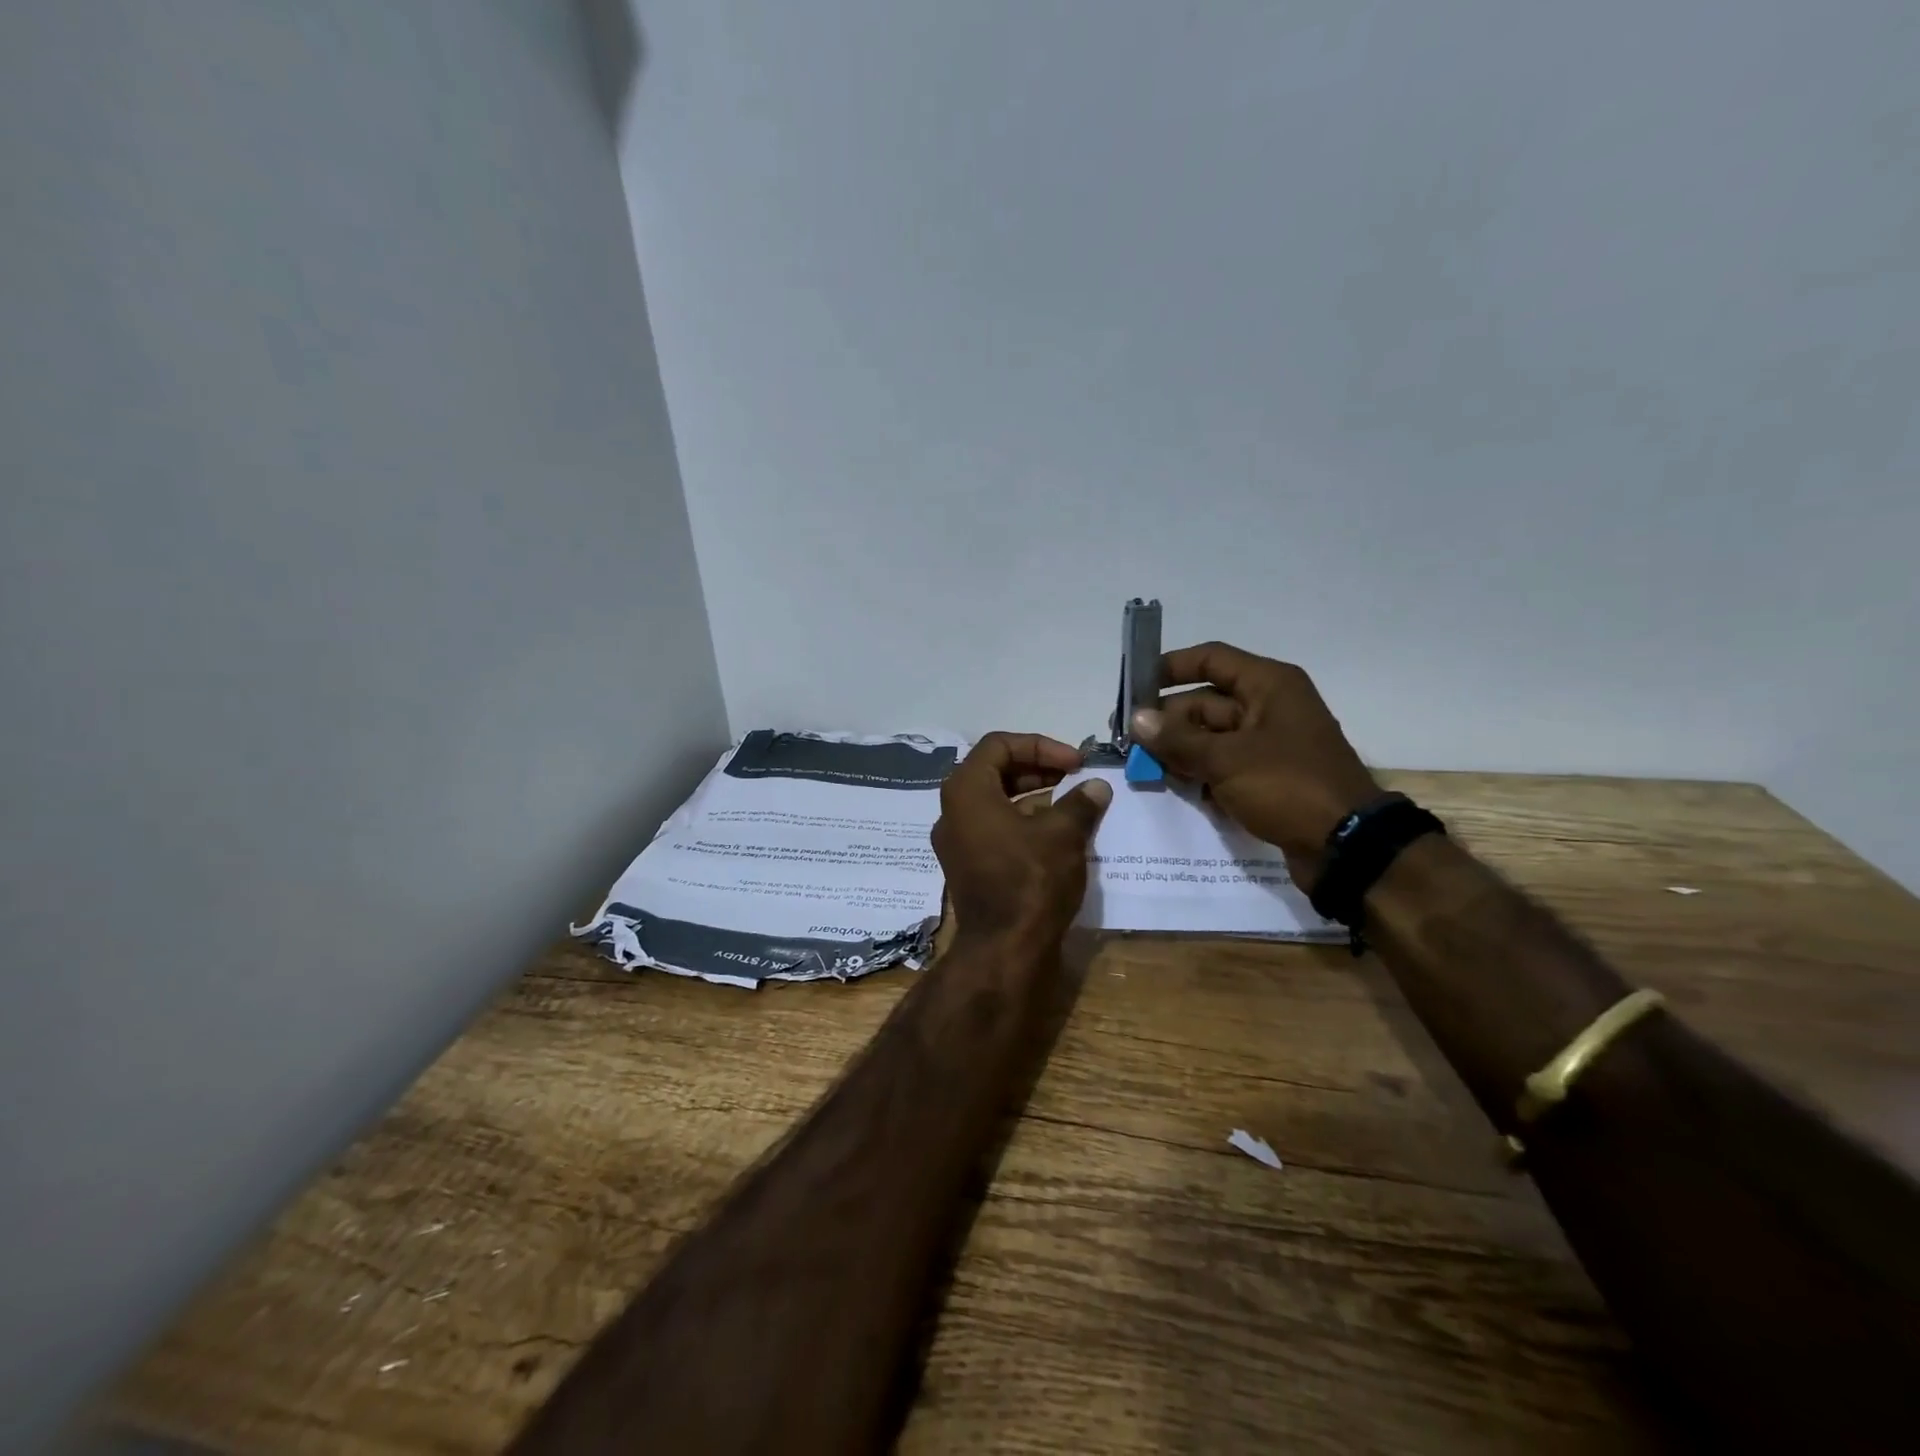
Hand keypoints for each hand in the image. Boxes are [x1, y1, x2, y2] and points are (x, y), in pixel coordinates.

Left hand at [932, 733, 1111, 944]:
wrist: (1005, 950)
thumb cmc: (1030, 880)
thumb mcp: (1062, 834)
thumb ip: (1080, 802)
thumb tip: (1097, 787)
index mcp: (966, 791)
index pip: (999, 745)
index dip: (1040, 746)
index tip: (1075, 762)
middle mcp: (952, 811)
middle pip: (994, 771)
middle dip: (1037, 768)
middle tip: (1074, 777)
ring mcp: (956, 841)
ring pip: (994, 801)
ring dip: (1032, 795)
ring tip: (1070, 802)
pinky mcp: (967, 866)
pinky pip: (993, 828)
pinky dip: (1022, 821)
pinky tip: (1055, 833)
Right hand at [1130, 642, 1380, 880]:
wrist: (1346, 846)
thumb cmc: (1287, 786)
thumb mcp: (1226, 759)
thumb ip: (1177, 739)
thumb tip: (1137, 719)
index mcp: (1268, 685)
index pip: (1212, 659)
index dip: (1171, 667)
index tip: (1134, 685)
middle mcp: (1270, 707)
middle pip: (1206, 702)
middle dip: (1168, 722)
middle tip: (1129, 743)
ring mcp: (1270, 744)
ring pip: (1212, 737)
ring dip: (1180, 751)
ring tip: (1145, 768)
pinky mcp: (1268, 777)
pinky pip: (1224, 765)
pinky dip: (1201, 774)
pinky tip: (1176, 789)